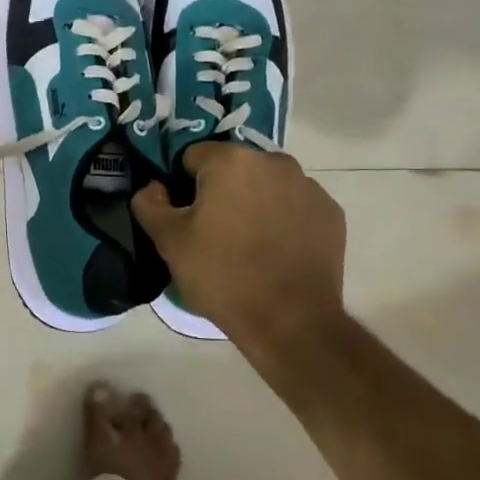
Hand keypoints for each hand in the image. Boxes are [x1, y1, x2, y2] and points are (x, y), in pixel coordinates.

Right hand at [131, 143, 346, 347]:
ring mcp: (308, 186)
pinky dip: (284, 219)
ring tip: (248, 244)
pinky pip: (295, 205)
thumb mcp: (169, 242)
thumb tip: (153, 186)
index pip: (193, 157)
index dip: (183, 186)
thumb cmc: (223, 275)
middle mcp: (274, 161)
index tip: (186, 218)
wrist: (291, 322)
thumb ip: (150, 204)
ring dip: (254, 202)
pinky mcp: (330, 212)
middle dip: (221, 191)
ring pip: (266, 185)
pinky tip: (278, 251)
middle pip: (233, 168)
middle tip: (214, 233)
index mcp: (231, 160)